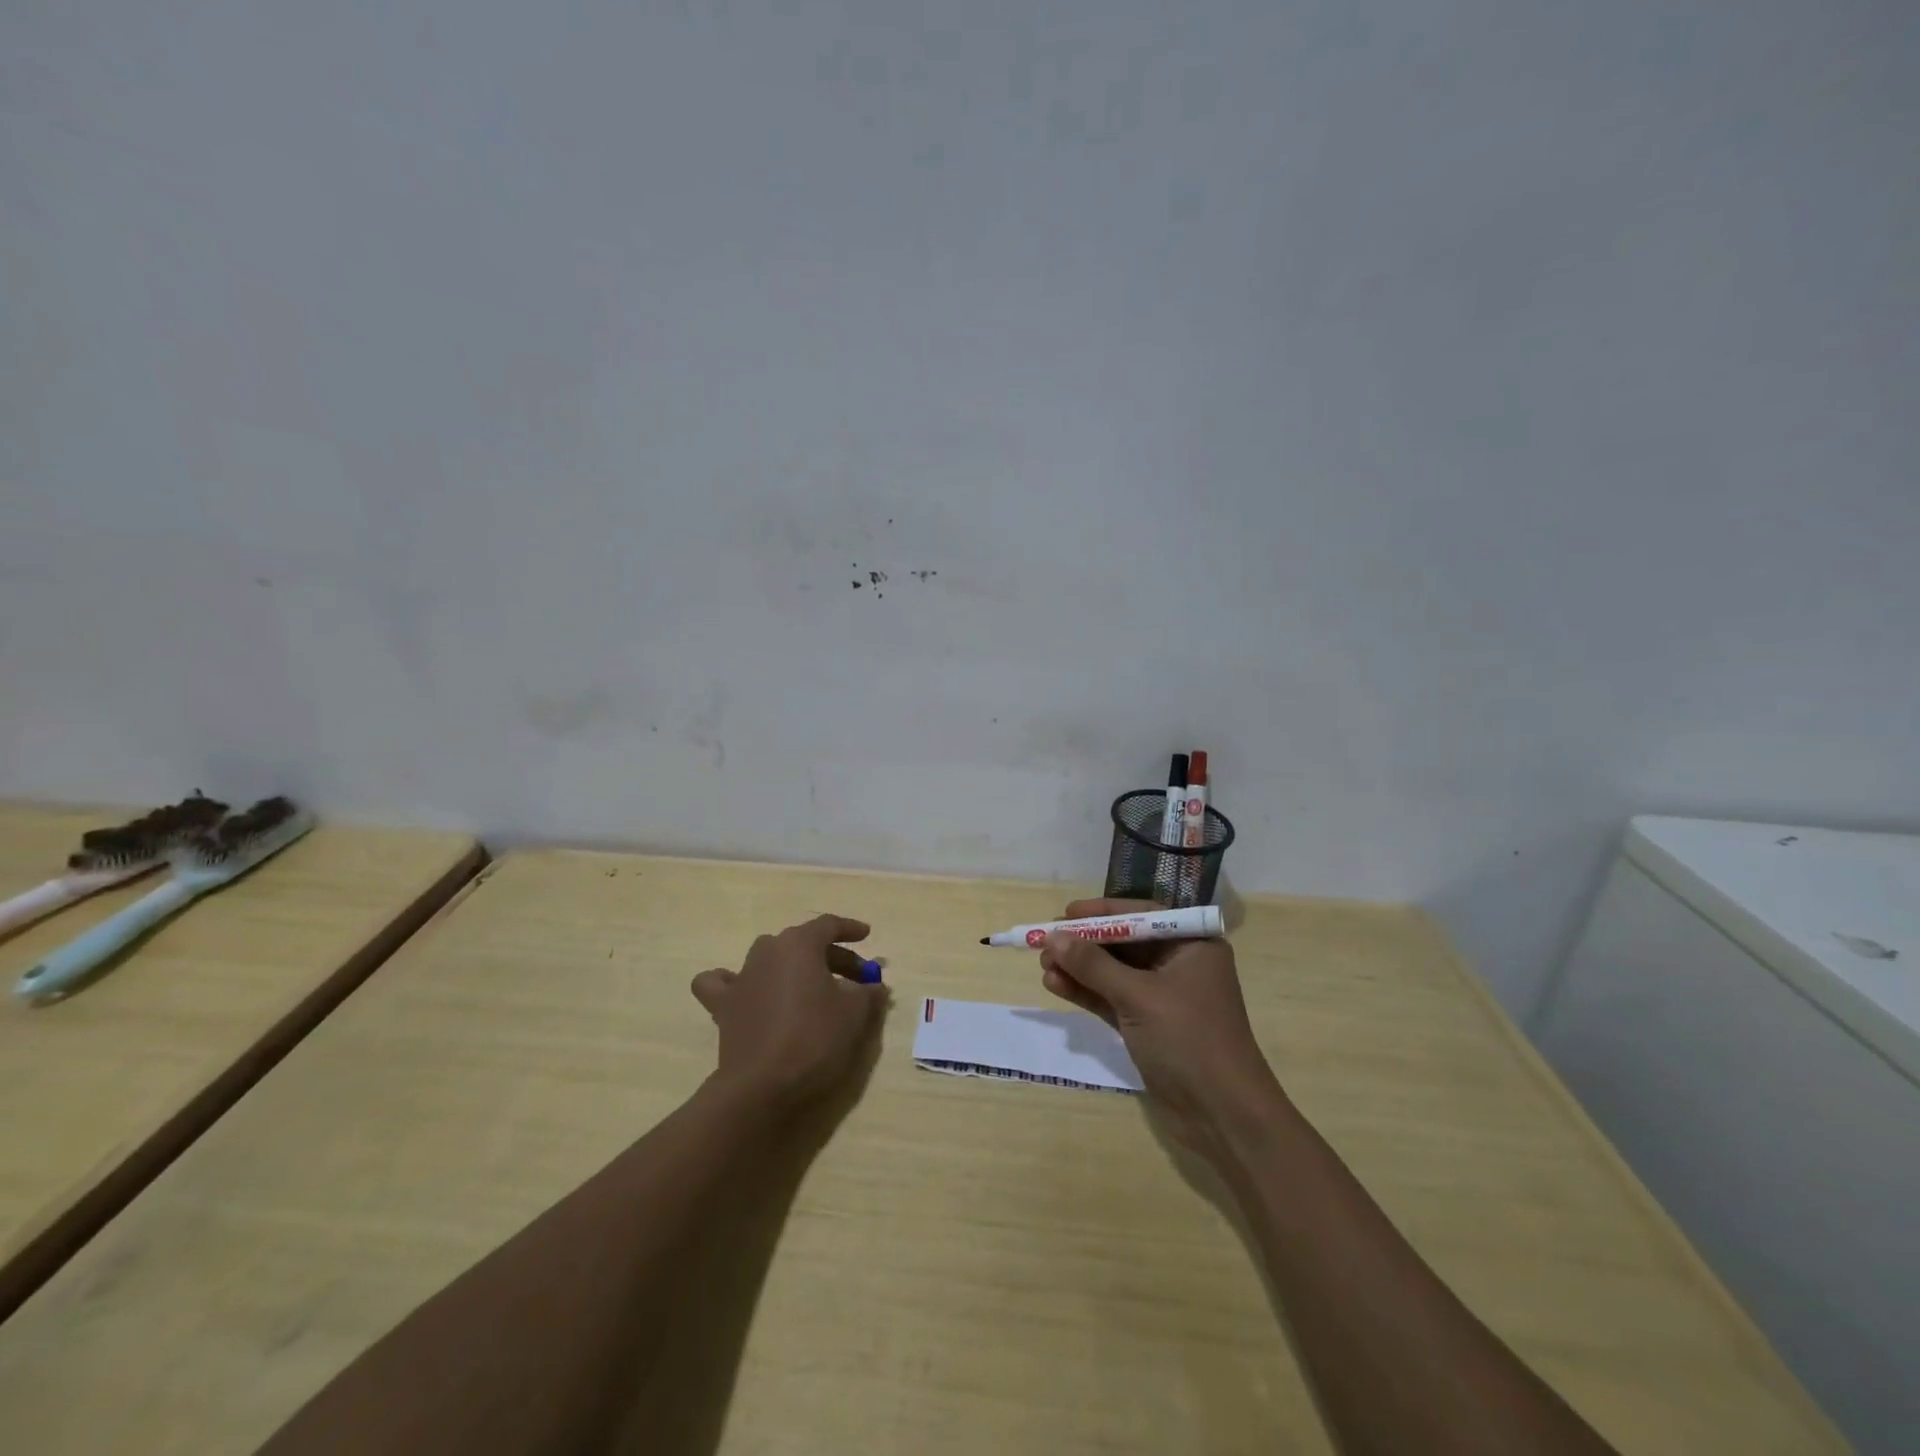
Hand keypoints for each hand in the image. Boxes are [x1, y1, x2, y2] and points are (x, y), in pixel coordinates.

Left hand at [692, 914, 887, 1111]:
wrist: (762, 1086)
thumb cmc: (814, 1039)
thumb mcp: (855, 1014)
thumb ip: (868, 993)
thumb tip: (874, 987)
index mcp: (799, 944)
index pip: (828, 925)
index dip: (850, 929)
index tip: (866, 936)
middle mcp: (767, 951)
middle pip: (803, 943)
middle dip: (832, 957)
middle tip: (855, 979)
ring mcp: (741, 977)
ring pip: (769, 958)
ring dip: (792, 966)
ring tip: (809, 987)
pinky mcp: (723, 1006)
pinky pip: (722, 983)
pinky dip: (733, 982)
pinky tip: (746, 991)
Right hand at [1037, 898, 1281, 1156]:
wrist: (1223, 1116)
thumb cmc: (1189, 1040)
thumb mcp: (1139, 996)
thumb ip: (1094, 965)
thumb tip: (1053, 937)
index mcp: (1192, 946)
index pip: (1141, 916)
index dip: (1102, 913)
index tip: (1066, 913)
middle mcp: (1179, 965)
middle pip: (1124, 944)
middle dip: (1085, 944)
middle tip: (1045, 943)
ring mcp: (1164, 998)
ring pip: (1114, 973)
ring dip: (1080, 969)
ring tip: (1044, 966)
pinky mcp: (1149, 1027)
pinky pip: (1112, 999)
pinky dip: (1086, 992)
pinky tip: (1055, 986)